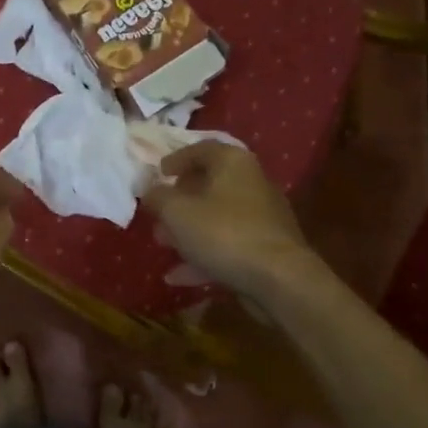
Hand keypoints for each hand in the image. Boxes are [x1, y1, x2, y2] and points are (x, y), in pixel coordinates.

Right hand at [142, 142, 318, 298]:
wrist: (278, 278)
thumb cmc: (223, 232)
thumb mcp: (177, 212)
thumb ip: (158, 197)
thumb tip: (148, 189)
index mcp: (233, 163)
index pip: (201, 149)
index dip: (176, 159)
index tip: (158, 173)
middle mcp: (251, 183)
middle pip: (210, 184)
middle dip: (179, 200)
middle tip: (158, 214)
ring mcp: (262, 217)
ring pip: (217, 217)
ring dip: (188, 230)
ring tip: (162, 244)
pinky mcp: (266, 247)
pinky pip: (228, 244)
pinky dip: (204, 255)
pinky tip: (178, 276)